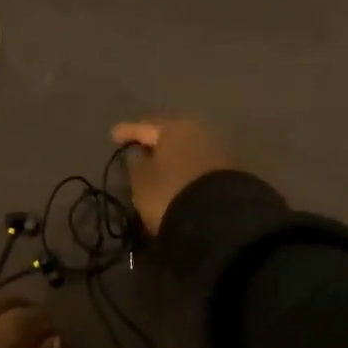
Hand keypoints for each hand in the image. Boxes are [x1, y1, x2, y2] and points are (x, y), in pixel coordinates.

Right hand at [110, 117, 238, 234]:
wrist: (221, 220)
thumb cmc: (170, 192)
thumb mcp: (141, 181)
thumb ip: (137, 163)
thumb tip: (142, 154)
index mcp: (174, 127)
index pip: (145, 127)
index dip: (128, 132)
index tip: (114, 135)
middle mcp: (200, 131)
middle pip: (171, 134)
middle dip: (156, 142)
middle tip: (141, 149)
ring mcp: (220, 150)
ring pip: (188, 149)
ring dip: (174, 156)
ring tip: (161, 167)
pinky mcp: (232, 171)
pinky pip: (201, 165)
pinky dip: (188, 169)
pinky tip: (181, 178)